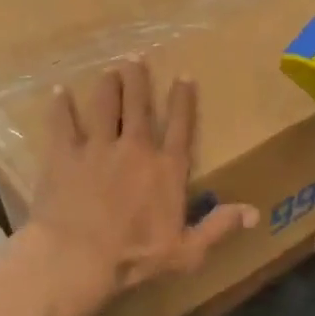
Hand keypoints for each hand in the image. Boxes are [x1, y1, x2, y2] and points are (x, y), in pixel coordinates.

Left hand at [18, 59, 258, 315]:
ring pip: (105, 104)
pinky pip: (62, 123)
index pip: (180, 125)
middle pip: (139, 105)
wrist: (77, 257)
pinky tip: (59, 92)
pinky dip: (61, 106)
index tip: (184, 75)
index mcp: (166, 168)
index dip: (183, 99)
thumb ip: (218, 227)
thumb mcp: (186, 251)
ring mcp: (98, 147)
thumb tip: (255, 213)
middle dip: (139, 79)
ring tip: (109, 71)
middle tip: (136, 59)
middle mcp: (135, 147)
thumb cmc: (134, 257)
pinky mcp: (64, 153)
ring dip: (108, 85)